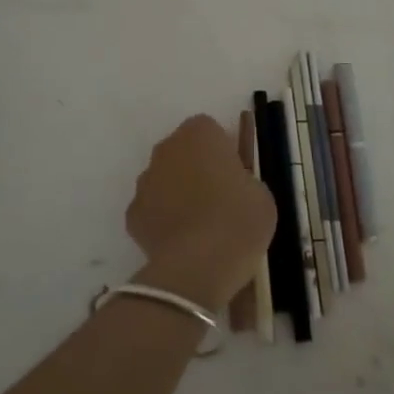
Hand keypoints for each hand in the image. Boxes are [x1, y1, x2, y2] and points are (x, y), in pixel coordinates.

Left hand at [125, 115, 275, 310]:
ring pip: (164, 179)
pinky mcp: (132, 214)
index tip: (236, 175)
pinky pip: (152, 210)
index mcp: (199, 133)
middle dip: (197, 168)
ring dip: (178, 193)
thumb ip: (243, 180)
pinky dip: (163, 221)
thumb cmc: (239, 219)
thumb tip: (233, 187)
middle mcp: (166, 148)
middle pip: (183, 152)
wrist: (199, 264)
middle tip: (220, 199)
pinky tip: (181, 244)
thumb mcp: (260, 194)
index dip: (223, 151)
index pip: (210, 130)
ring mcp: (145, 181)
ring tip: (201, 227)